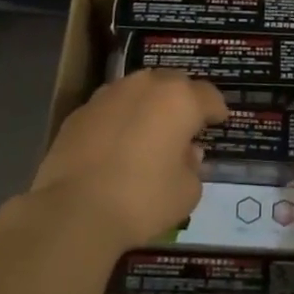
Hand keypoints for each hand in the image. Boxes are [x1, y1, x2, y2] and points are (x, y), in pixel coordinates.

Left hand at [32, 70, 227, 250]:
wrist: (74, 211)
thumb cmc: (143, 200)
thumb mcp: (187, 192)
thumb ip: (193, 166)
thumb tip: (187, 152)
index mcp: (179, 100)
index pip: (208, 95)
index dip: (216, 109)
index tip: (218, 122)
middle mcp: (144, 86)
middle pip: (172, 83)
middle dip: (182, 100)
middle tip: (185, 124)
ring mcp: (108, 96)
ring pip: (137, 90)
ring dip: (148, 105)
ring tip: (150, 130)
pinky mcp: (79, 112)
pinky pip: (110, 108)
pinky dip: (120, 119)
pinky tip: (118, 143)